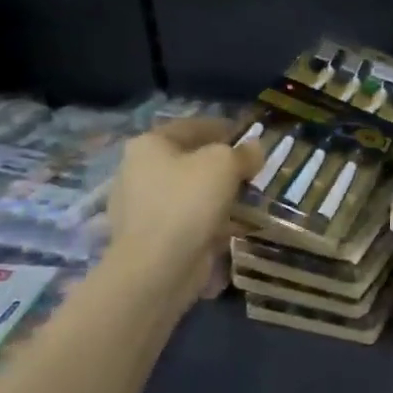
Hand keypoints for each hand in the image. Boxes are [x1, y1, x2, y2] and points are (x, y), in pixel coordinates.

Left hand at [106, 118, 263, 298]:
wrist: (158, 265)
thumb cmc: (188, 201)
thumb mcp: (224, 164)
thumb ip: (243, 152)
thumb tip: (254, 149)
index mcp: (149, 145)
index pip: (192, 126)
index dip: (225, 128)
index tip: (251, 137)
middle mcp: (138, 171)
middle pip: (190, 159)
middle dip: (222, 165)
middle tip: (252, 171)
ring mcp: (142, 206)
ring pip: (190, 191)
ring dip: (218, 194)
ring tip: (248, 199)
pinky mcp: (151, 236)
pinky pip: (188, 219)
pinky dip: (210, 220)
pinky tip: (233, 226)